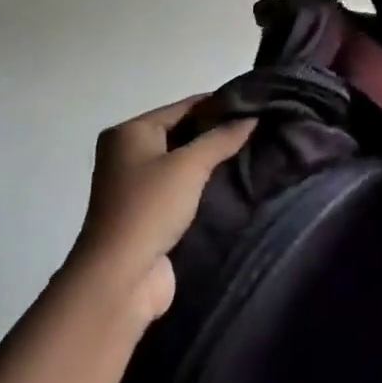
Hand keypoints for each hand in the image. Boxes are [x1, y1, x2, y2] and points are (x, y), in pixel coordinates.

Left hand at [68, 97, 253, 322]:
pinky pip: (182, 188)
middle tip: (261, 130)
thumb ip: (222, 138)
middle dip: (218, 133)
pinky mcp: (148, 213)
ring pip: (184, 162)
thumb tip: (251, 117)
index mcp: (130, 132)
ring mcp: (136, 186)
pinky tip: (235, 183)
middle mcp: (128, 153)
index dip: (220, 104)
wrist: (120, 278)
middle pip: (182, 133)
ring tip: (256, 153)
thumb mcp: (189, 166)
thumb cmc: (150, 208)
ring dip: (213, 161)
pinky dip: (204, 185)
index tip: (258, 104)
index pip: (183, 106)